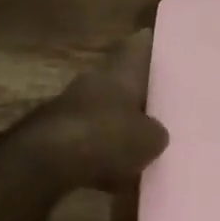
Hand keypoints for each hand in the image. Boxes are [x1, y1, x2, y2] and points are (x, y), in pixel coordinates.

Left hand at [30, 29, 170, 193]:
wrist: (47, 161)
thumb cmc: (107, 136)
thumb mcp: (149, 139)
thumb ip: (157, 133)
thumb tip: (156, 134)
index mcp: (121, 69)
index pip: (142, 45)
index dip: (156, 47)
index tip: (172, 52)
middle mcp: (96, 79)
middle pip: (124, 80)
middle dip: (141, 94)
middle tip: (167, 106)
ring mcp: (74, 105)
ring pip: (107, 110)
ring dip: (121, 124)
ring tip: (146, 144)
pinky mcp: (58, 134)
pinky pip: (91, 139)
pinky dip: (103, 152)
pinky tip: (117, 175)